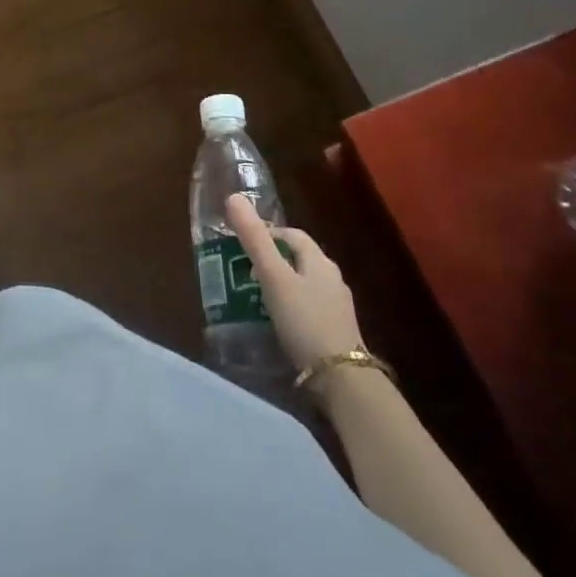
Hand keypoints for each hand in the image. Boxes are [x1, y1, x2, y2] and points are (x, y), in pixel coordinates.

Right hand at [227, 194, 363, 371]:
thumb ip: (254, 240)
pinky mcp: (336, 331)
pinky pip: (308, 308)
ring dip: (280, 286)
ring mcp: (337, 307)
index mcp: (319, 261)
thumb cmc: (305, 320)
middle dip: (271, 261)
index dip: (267, 234)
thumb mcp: (274, 278)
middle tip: (242, 272)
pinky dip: (289, 308)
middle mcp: (332, 279)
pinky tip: (275, 323)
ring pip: (303, 284)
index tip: (241, 246)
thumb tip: (234, 196)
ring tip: (253, 298)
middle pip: (298, 259)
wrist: (341, 379)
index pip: (292, 235)